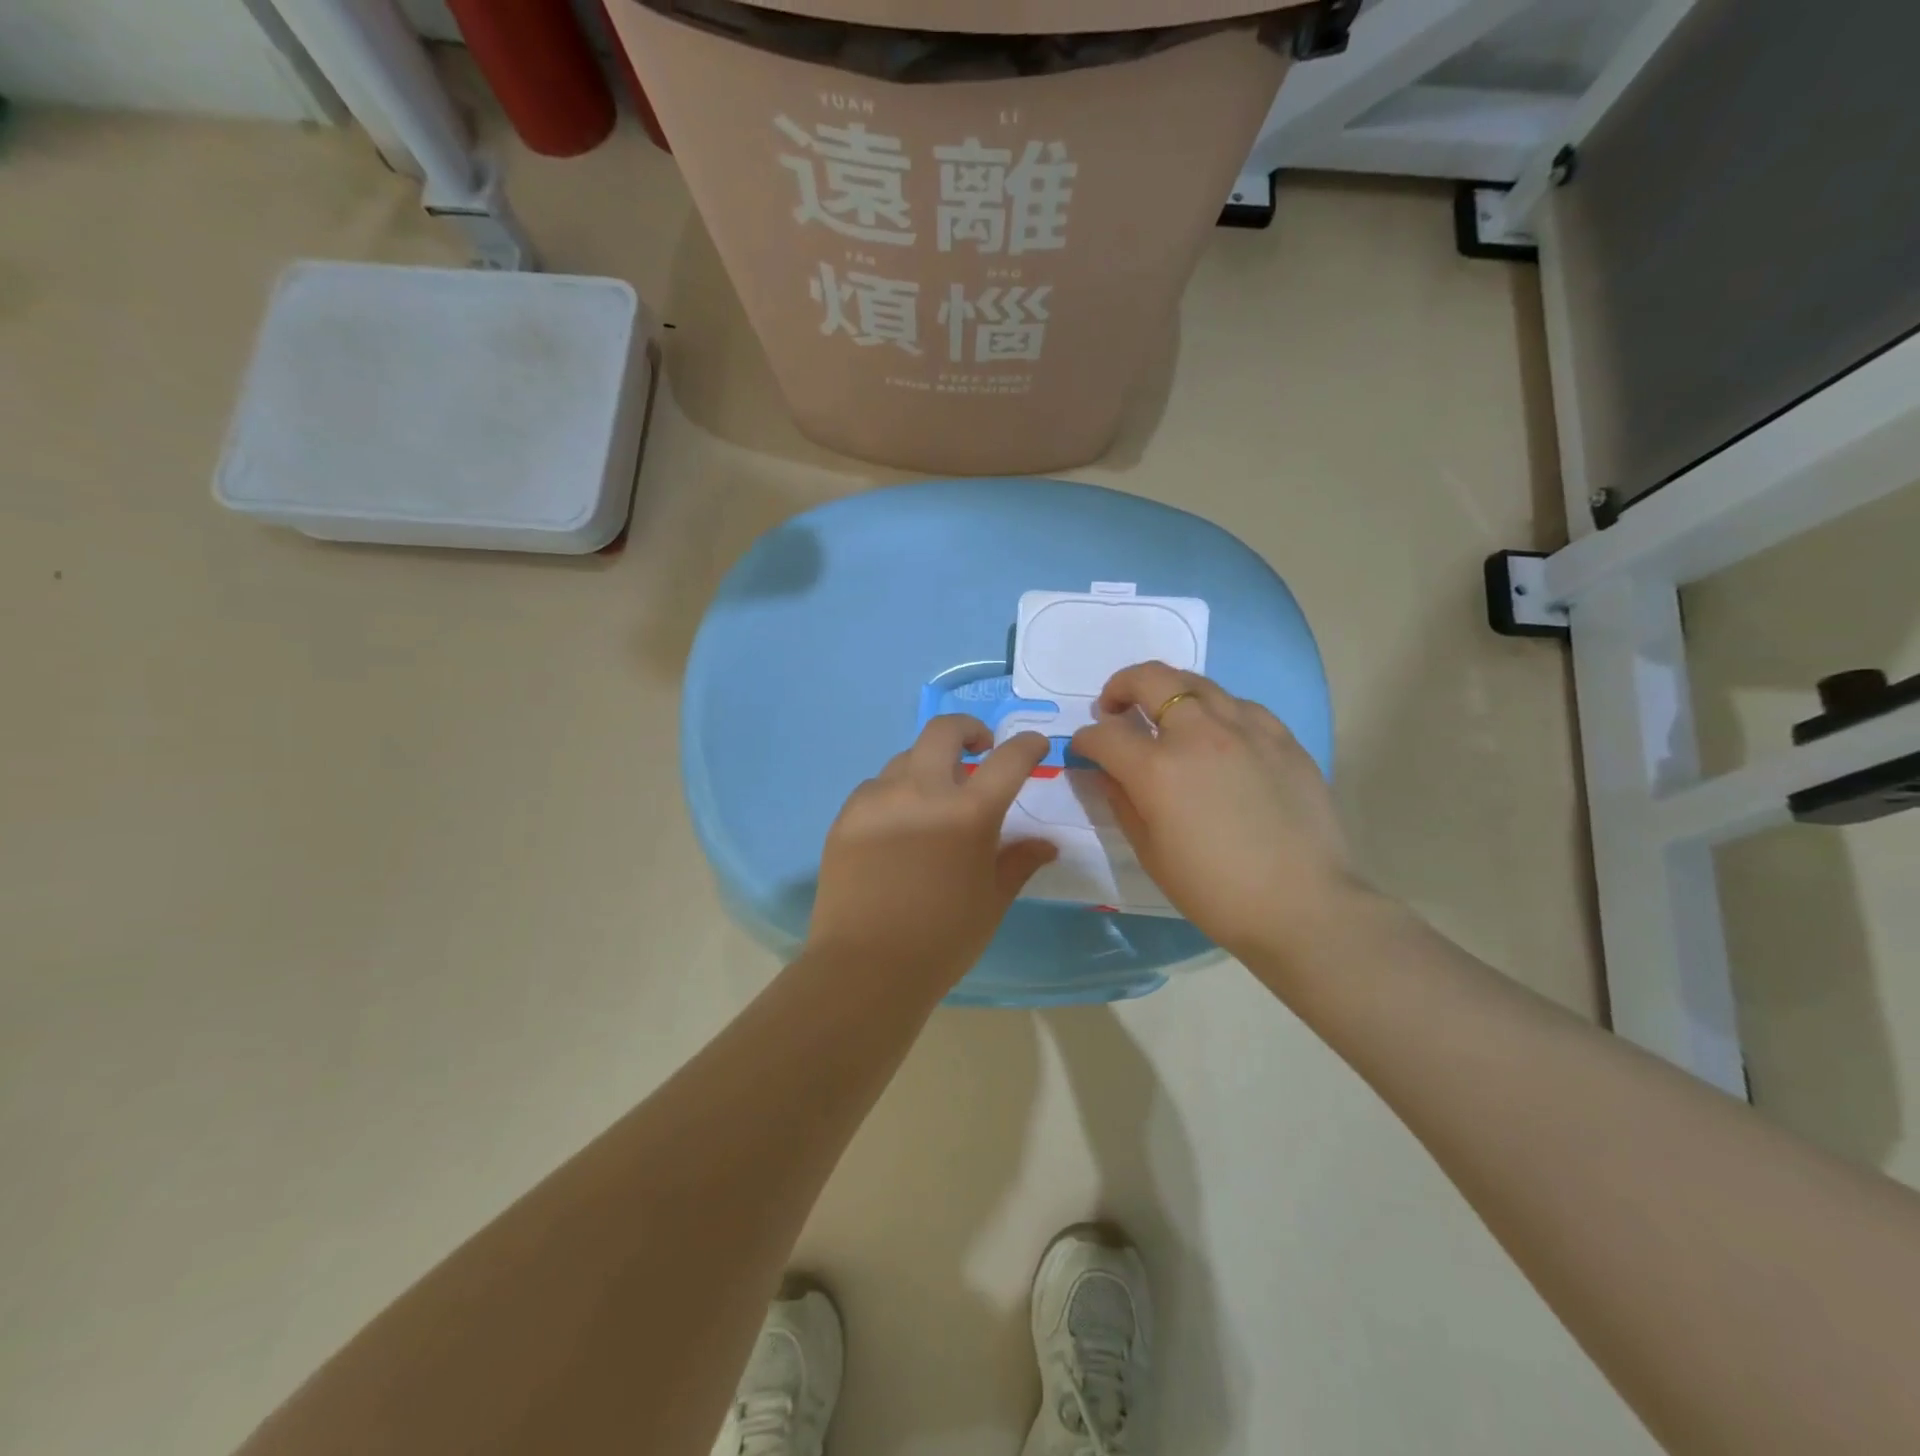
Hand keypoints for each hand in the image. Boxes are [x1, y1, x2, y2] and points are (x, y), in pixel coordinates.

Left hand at [808, 716, 1057, 993]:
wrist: (865, 967)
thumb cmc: (942, 939)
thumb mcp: (992, 901)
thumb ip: (1019, 861)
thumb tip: (1047, 844)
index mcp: (968, 813)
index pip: (1009, 759)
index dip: (1028, 745)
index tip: (1035, 746)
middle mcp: (922, 791)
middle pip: (944, 731)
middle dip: (968, 729)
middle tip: (979, 748)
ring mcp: (878, 799)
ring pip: (906, 758)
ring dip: (927, 766)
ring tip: (933, 798)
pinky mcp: (847, 815)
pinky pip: (876, 787)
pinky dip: (895, 792)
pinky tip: (897, 824)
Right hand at [1070, 662, 1356, 964]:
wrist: (1302, 906)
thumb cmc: (1213, 890)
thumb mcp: (1150, 851)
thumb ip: (1121, 800)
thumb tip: (1105, 771)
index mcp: (1158, 769)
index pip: (1105, 735)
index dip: (1085, 739)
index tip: (1084, 749)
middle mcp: (1199, 734)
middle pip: (1149, 679)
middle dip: (1120, 687)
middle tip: (1115, 709)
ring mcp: (1246, 729)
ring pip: (1196, 683)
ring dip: (1168, 692)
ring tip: (1165, 716)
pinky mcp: (1282, 736)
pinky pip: (1239, 705)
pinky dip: (1215, 711)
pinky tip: (1218, 736)